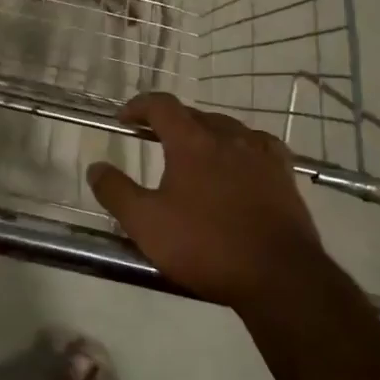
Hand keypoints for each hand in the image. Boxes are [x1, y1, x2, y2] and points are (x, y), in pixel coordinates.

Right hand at [87, 93, 335, 310]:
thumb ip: (116, 192)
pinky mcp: (284, 174)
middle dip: (170, 122)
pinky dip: (241, 146)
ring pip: (227, 128)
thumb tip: (95, 166)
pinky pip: (259, 145)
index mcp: (192, 142)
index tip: (125, 119)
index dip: (140, 106)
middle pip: (194, 115)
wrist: (278, 274)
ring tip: (194, 153)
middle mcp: (228, 136)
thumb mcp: (146, 223)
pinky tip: (241, 161)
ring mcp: (261, 153)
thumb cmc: (205, 245)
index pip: (162, 105)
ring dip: (205, 133)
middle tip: (154, 139)